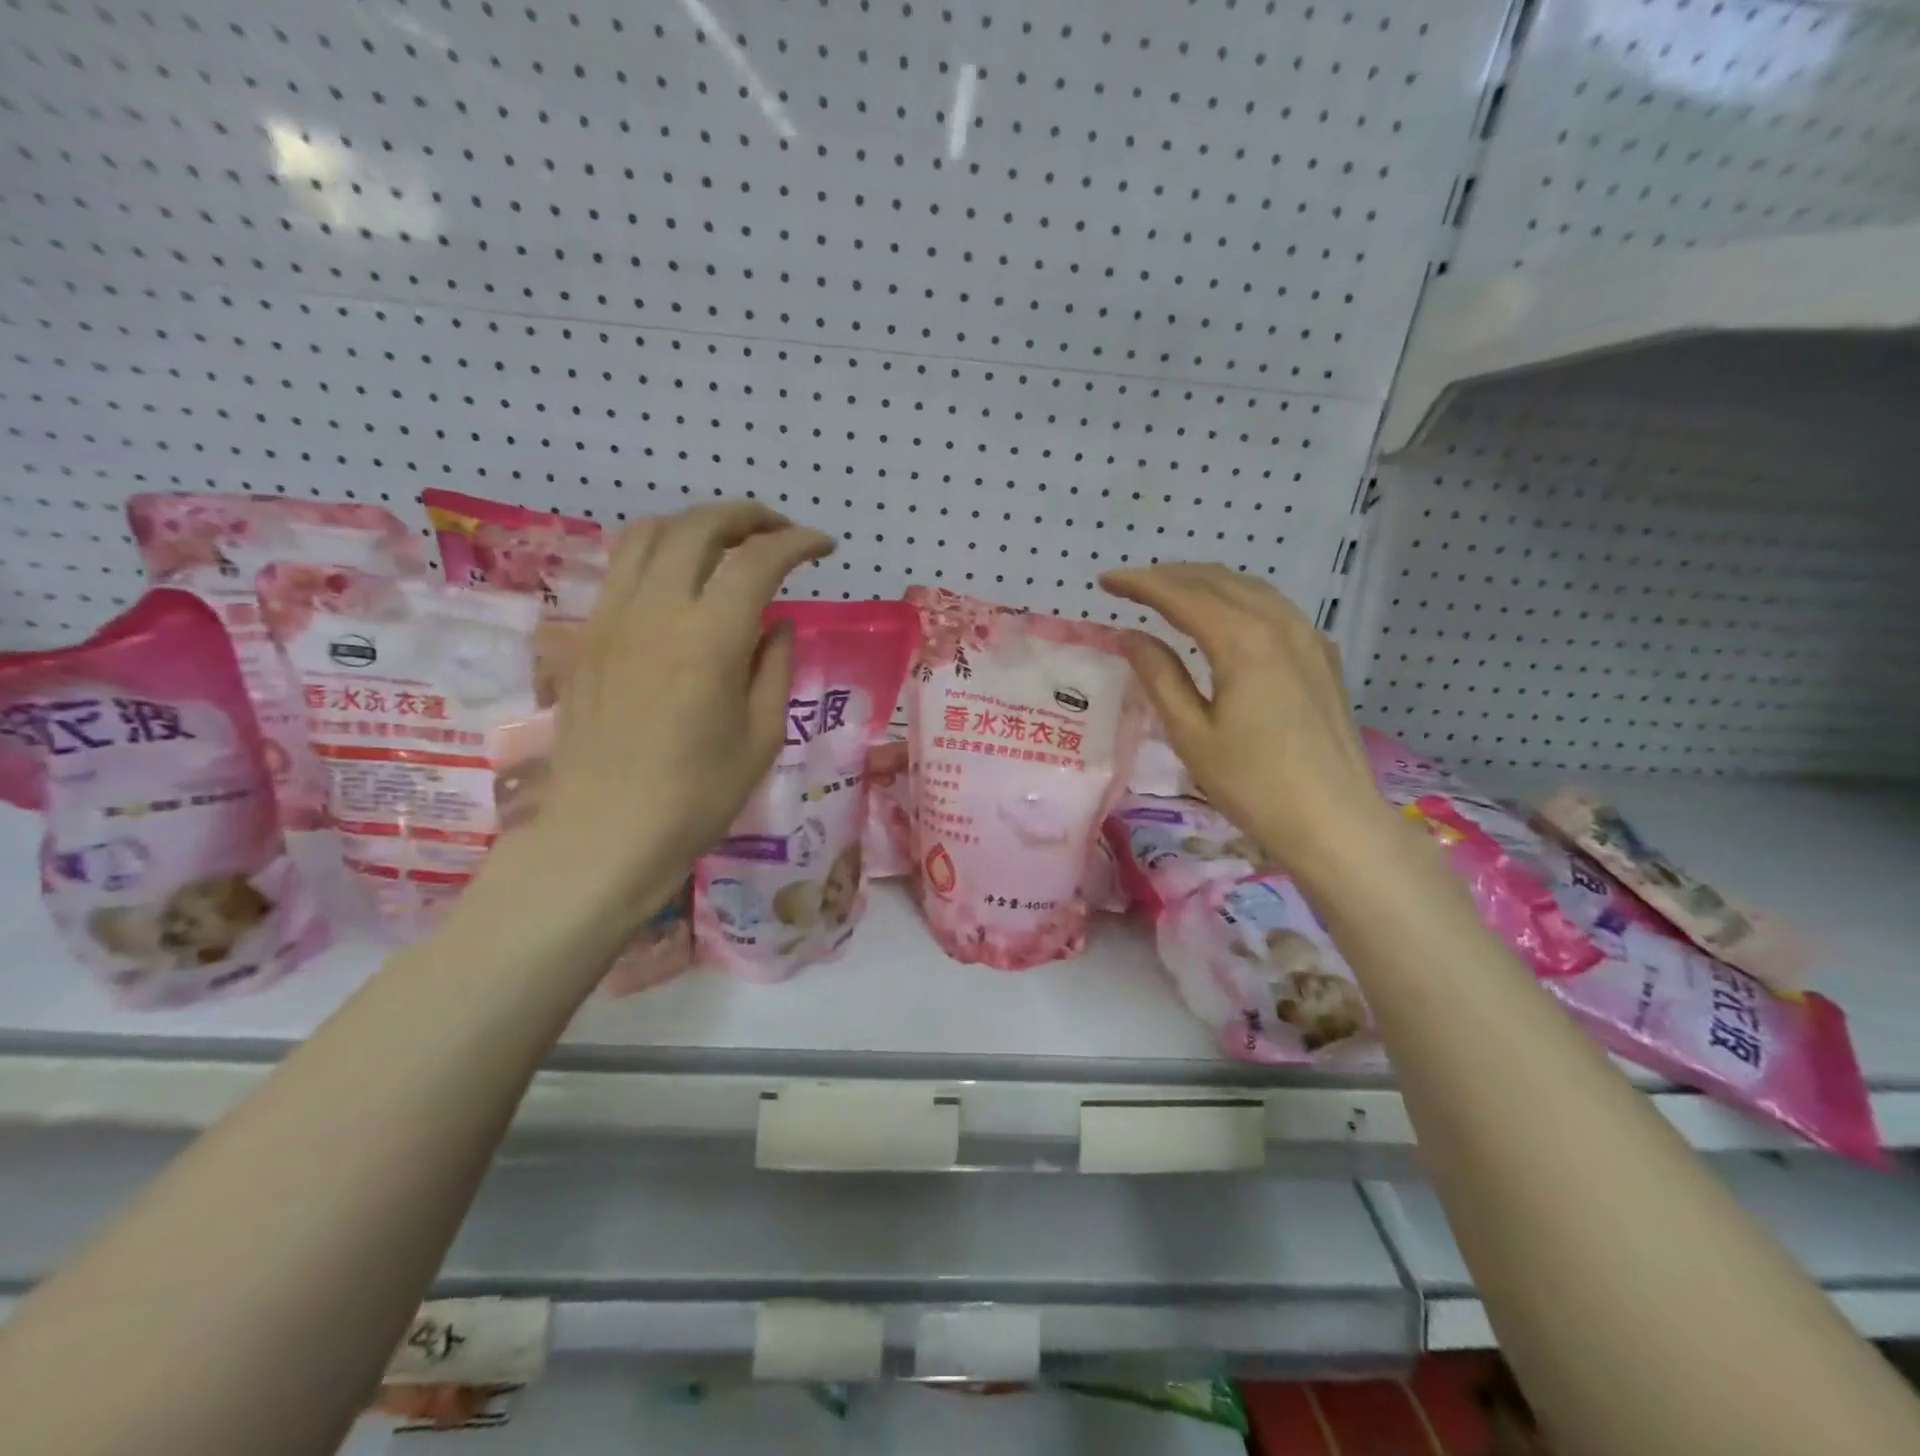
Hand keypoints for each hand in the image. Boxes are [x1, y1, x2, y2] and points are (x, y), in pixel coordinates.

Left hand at [529, 502, 834, 916]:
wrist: (605, 832)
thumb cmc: (697, 795)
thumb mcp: (761, 737)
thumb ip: (775, 667)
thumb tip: (777, 623)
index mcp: (709, 640)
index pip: (757, 561)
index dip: (796, 543)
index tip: (822, 547)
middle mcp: (656, 612)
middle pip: (699, 527)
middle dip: (748, 517)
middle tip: (780, 533)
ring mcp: (613, 617)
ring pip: (650, 533)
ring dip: (698, 524)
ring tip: (729, 543)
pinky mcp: (587, 634)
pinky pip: (621, 566)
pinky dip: (659, 550)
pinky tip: (680, 577)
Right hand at [1100, 563, 1391, 876]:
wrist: (1333, 820)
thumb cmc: (1252, 783)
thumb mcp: (1190, 733)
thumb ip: (1159, 676)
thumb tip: (1129, 636)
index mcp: (1242, 640)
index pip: (1181, 594)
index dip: (1140, 583)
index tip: (1106, 580)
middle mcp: (1279, 623)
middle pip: (1217, 581)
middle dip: (1170, 576)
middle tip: (1131, 585)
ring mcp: (1308, 636)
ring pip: (1249, 588)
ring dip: (1204, 583)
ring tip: (1169, 593)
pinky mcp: (1322, 655)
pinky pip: (1274, 607)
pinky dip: (1237, 599)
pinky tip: (1224, 617)